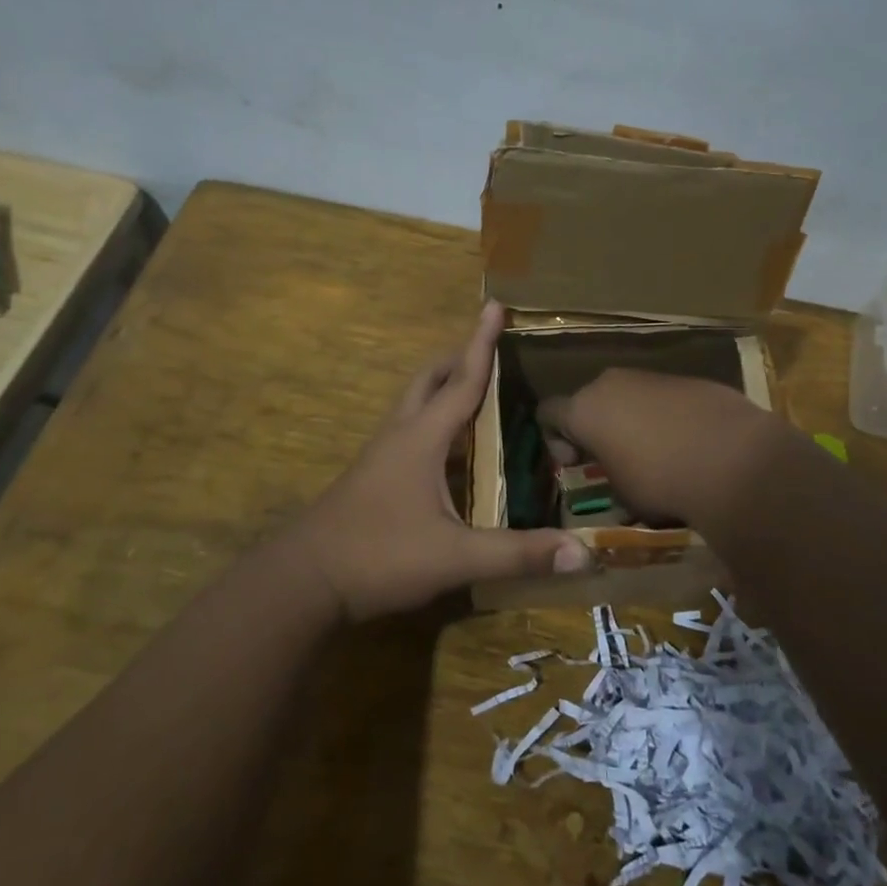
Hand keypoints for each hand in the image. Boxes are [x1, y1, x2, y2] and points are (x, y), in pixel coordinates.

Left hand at [286, 302, 592, 619]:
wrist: (304, 581)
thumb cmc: (379, 556)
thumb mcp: (455, 557)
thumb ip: (517, 553)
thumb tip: (582, 552)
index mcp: (422, 438)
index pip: (462, 380)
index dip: (481, 343)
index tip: (494, 305)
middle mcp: (400, 435)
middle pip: (429, 380)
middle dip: (458, 358)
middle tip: (489, 350)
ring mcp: (381, 456)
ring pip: (414, 404)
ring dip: (443, 387)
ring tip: (474, 390)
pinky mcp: (373, 477)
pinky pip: (408, 430)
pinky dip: (433, 420)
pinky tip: (451, 450)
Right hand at [536, 369, 780, 525]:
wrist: (733, 459)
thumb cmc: (660, 480)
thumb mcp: (622, 494)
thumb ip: (609, 477)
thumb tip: (616, 478)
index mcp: (585, 408)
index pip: (547, 413)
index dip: (554, 438)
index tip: (574, 464)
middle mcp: (612, 383)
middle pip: (590, 400)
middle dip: (597, 427)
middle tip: (612, 460)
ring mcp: (653, 377)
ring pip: (630, 396)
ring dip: (633, 421)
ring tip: (656, 456)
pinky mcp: (690, 380)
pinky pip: (665, 399)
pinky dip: (667, 418)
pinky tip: (688, 446)